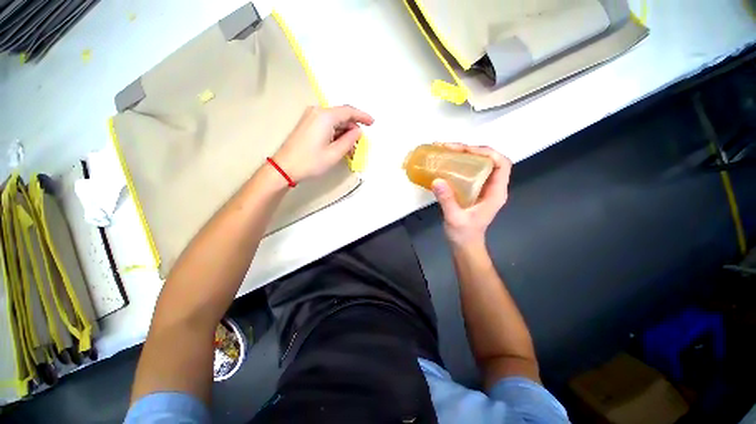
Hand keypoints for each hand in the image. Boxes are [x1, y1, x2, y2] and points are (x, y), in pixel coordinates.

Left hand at [273, 105, 373, 181]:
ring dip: (344, 133)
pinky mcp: (307, 124)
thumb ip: (349, 140)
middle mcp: (317, 112)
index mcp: (325, 116)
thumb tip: (357, 131)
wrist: (284, 168)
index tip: (372, 123)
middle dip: (352, 129)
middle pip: (341, 116)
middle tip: (359, 144)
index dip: (362, 116)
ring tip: (350, 149)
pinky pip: (327, 125)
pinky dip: (336, 133)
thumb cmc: (310, 162)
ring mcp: (310, 117)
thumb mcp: (334, 153)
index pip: (348, 111)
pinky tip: (339, 145)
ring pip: (334, 121)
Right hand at [431, 143, 511, 246]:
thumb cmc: (464, 235)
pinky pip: (469, 172)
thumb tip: (437, 180)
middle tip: (450, 148)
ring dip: (464, 156)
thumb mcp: (455, 218)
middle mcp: (492, 187)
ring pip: (479, 165)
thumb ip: (447, 200)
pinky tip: (446, 163)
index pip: (502, 165)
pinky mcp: (473, 190)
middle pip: (489, 160)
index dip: (488, 153)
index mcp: (495, 193)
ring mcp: (482, 188)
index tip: (467, 150)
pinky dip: (459, 165)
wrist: (464, 246)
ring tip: (446, 151)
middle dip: (471, 151)